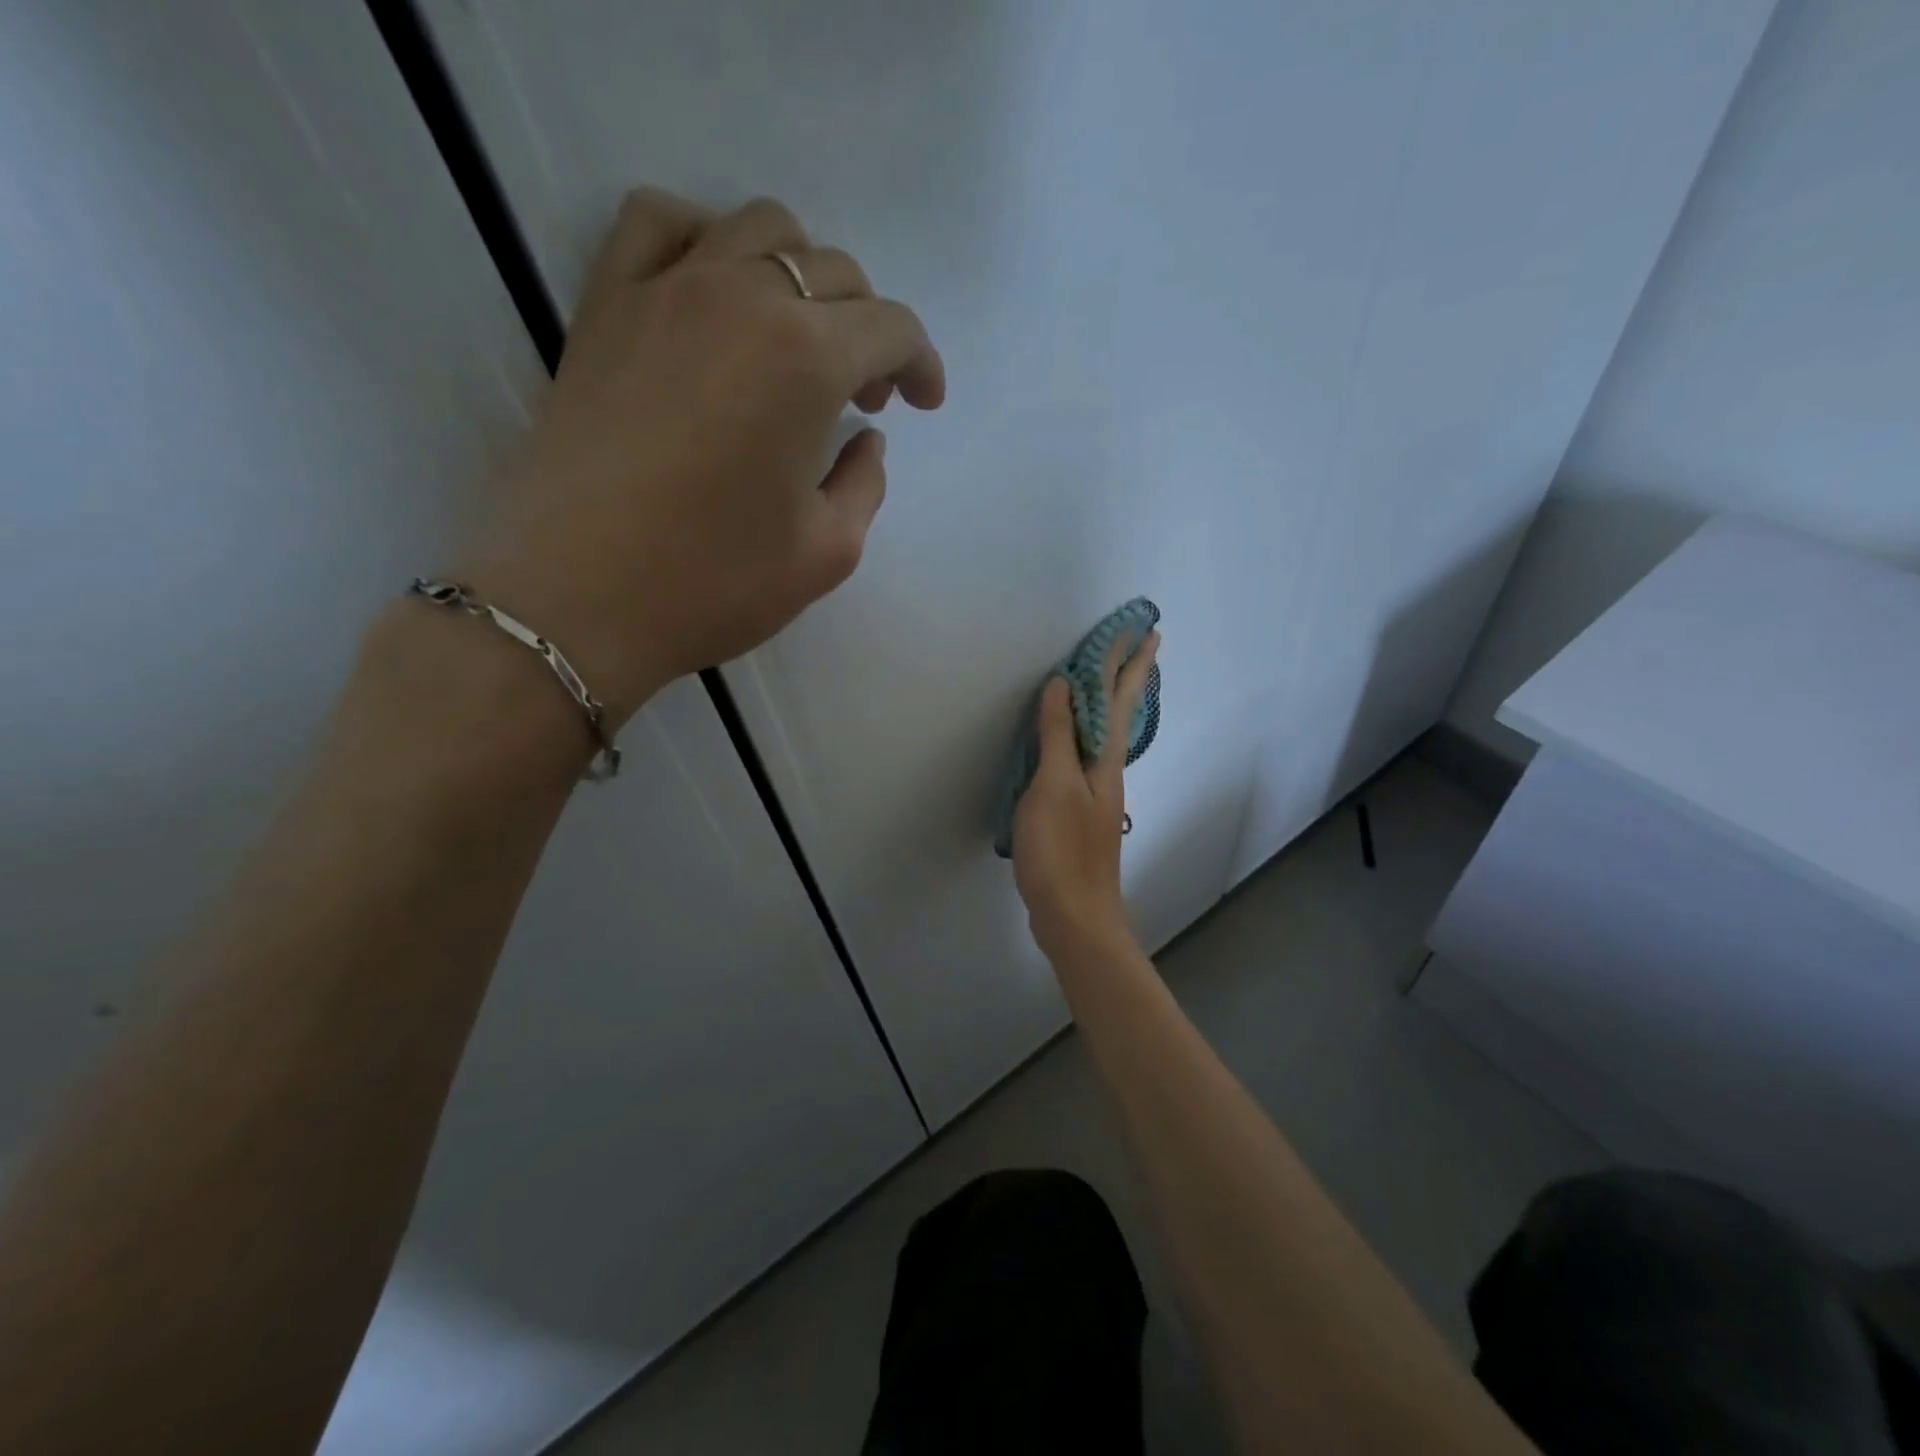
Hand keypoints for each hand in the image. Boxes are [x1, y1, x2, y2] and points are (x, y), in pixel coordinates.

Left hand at [462, 189, 945, 725]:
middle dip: (868, 330)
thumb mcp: (827, 553)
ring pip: (757, 228)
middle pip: (833, 272)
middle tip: (863, 398)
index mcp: (805, 361)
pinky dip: (705, 240)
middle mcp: (740, 298)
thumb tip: (864, 440)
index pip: (890, 328)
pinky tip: (715, 293)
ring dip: (802, 276)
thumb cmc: (713, 584)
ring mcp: (663, 291)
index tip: (923, 404)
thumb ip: (864, 484)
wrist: (577, 601)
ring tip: (798, 342)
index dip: (921, 364)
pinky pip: (660, 224)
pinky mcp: (604, 306)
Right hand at [1012, 629, 1159, 957]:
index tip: (1146, 631)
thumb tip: (1064, 684)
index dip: (1129, 664)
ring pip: (1105, 734)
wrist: (1075, 914)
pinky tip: (1076, 740)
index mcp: (1104, 761)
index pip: (1119, 699)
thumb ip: (1058, 735)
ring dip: (1110, 701)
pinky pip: (1085, 756)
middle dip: (1129, 677)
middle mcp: (1108, 771)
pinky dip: (1084, 732)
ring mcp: (1096, 793)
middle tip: (1142, 643)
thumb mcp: (1053, 786)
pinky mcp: (1081, 812)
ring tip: (1108, 680)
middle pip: (1120, 713)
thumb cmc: (1061, 849)